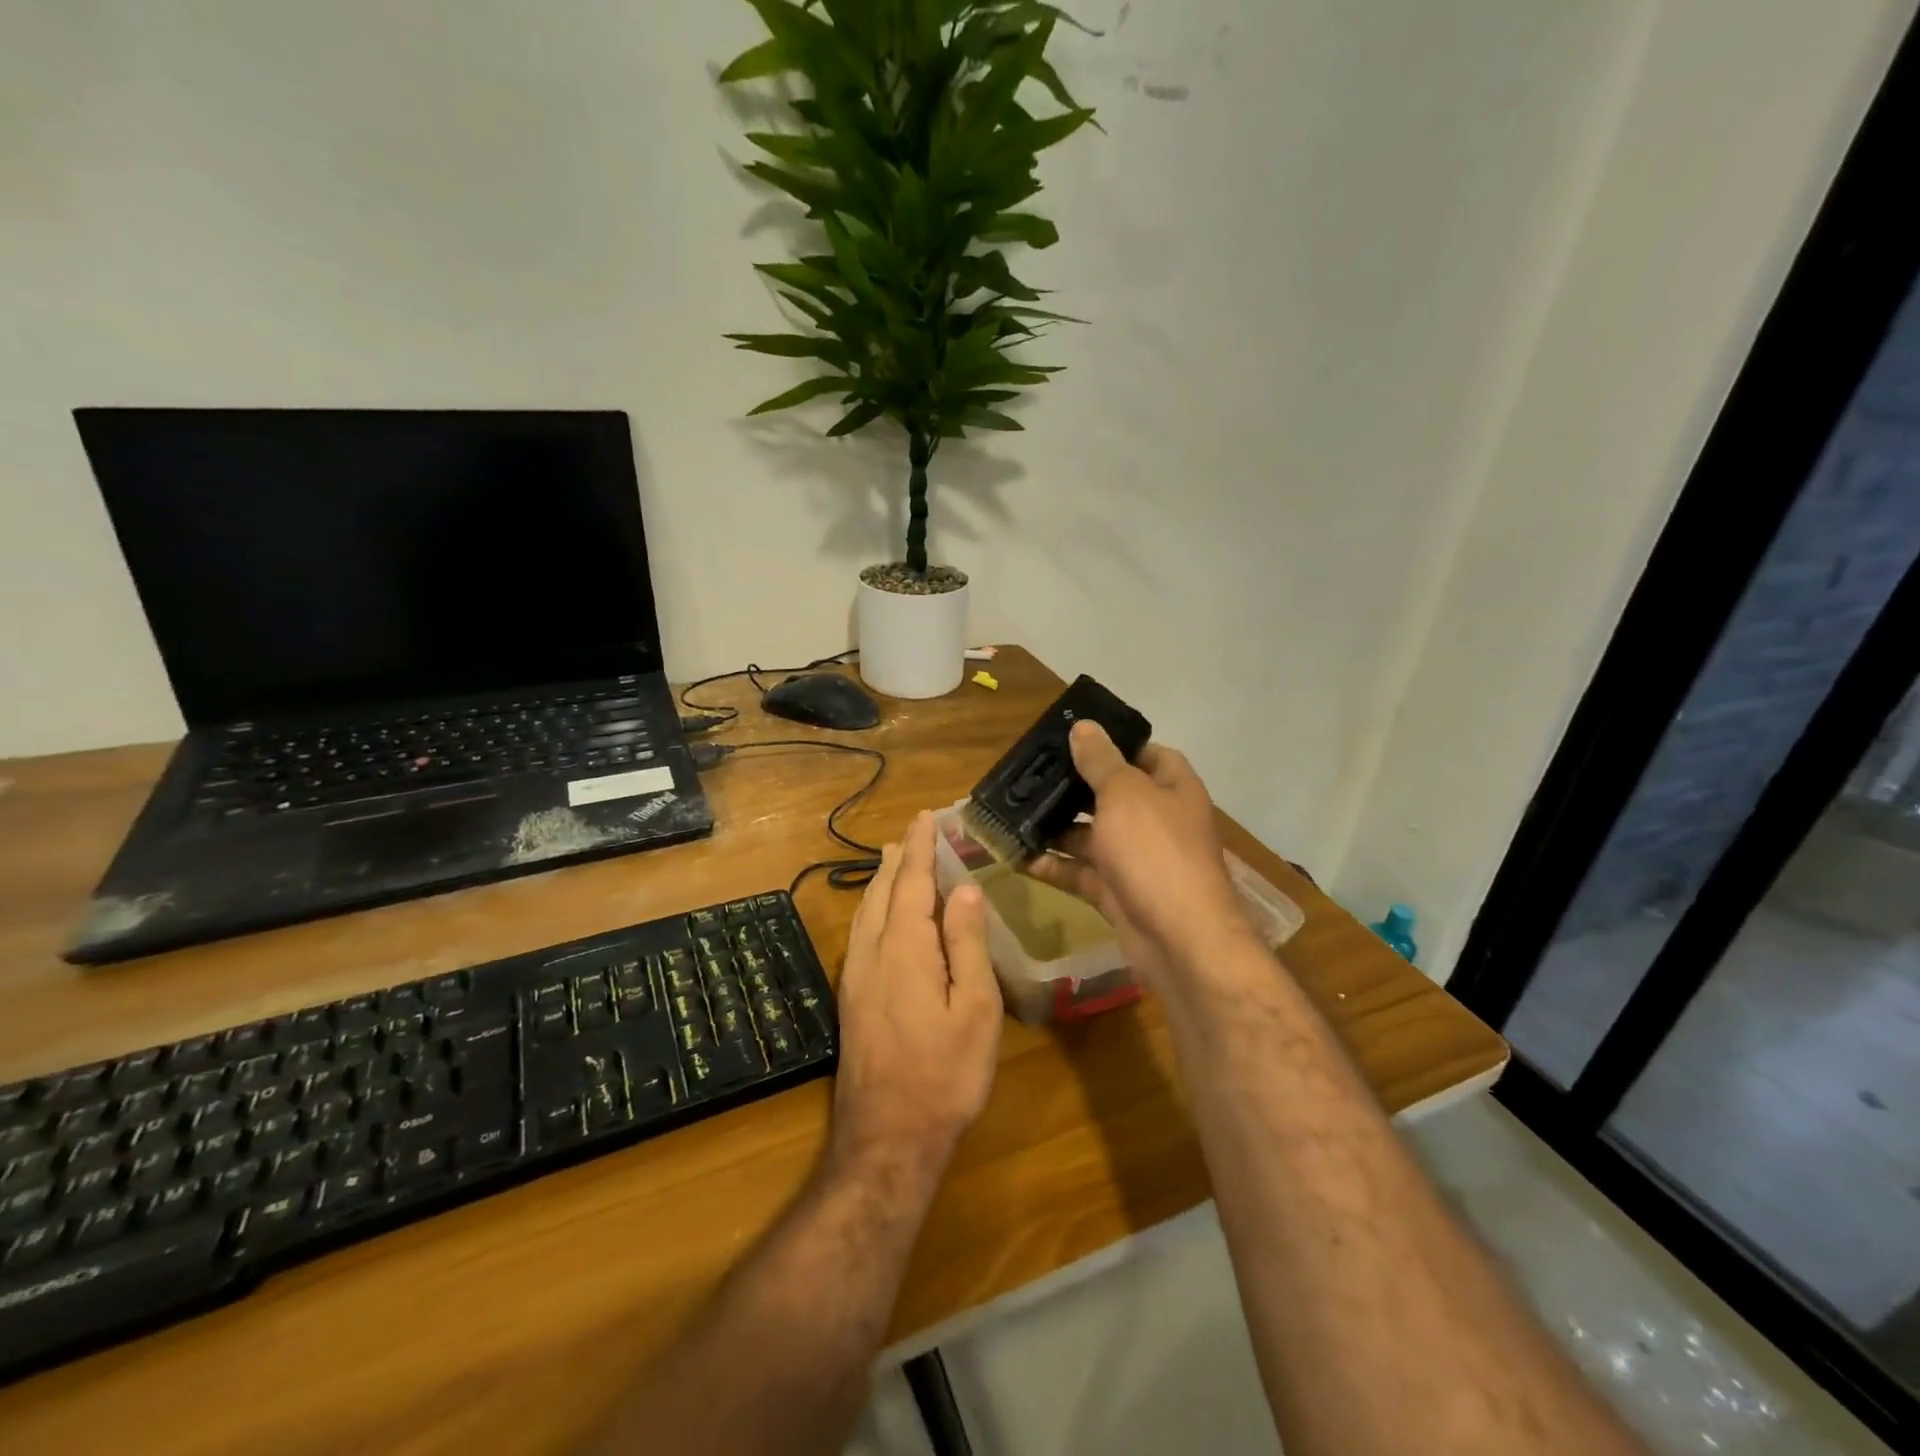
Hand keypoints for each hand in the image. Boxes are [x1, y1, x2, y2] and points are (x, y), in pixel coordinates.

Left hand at [830, 811, 1004, 1179]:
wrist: (887, 1138)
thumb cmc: (945, 1074)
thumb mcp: (975, 1009)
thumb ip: (966, 944)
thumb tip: (964, 888)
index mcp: (904, 948)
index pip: (910, 882)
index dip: (919, 847)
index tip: (925, 816)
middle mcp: (871, 952)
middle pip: (881, 891)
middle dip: (898, 858)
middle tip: (913, 833)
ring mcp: (855, 976)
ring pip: (865, 912)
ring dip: (882, 880)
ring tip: (896, 861)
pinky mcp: (850, 998)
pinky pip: (861, 932)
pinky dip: (874, 907)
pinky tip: (882, 916)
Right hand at [1027, 721, 1254, 987]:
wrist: (1179, 939)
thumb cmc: (1155, 851)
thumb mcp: (1124, 794)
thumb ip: (1100, 760)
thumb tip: (1084, 726)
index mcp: (1172, 788)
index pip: (1146, 754)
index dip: (1114, 744)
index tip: (1074, 739)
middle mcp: (1157, 820)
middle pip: (1112, 794)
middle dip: (1074, 787)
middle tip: (1030, 775)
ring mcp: (1138, 859)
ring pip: (1092, 835)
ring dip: (1057, 828)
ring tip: (1014, 813)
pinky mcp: (1118, 892)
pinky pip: (1082, 873)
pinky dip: (1055, 866)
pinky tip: (1021, 857)